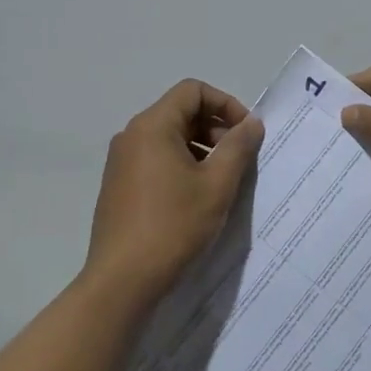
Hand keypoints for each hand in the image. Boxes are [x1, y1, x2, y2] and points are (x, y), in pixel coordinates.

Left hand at [86, 80, 263, 301]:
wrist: (123, 279)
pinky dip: (182, 165)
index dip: (226, 104)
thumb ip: (238, 147)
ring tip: (222, 181)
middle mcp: (132, 136)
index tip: (246, 134)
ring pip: (169, 138)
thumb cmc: (174, 226)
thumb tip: (251, 124)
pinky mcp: (119, 186)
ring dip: (201, 149)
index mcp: (152, 126)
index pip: (193, 91)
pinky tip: (196, 198)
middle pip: (181, 112)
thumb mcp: (217, 185)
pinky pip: (156, 159)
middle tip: (239, 160)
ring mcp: (121, 162)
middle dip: (216, 128)